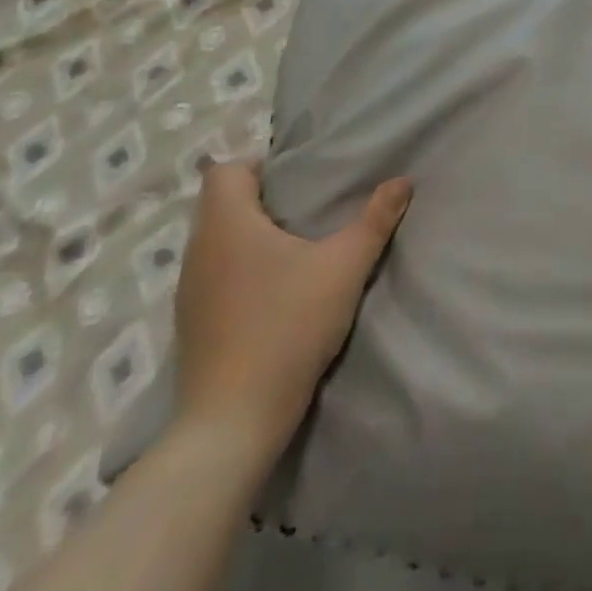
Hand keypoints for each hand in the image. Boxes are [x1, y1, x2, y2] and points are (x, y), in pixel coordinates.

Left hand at [173, 160, 411, 465]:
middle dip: (261, 200)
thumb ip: (376, 219)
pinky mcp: (190, 326)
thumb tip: (403, 180)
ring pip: (216, 241)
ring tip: (294, 249)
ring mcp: (188, 292)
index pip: (224, 170)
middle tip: (306, 209)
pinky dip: (239, 270)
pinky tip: (273, 293)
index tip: (297, 180)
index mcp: (226, 224)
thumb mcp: (344, 267)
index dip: (258, 165)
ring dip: (249, 236)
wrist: (232, 425)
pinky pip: (214, 275)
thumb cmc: (287, 327)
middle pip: (220, 203)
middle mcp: (198, 250)